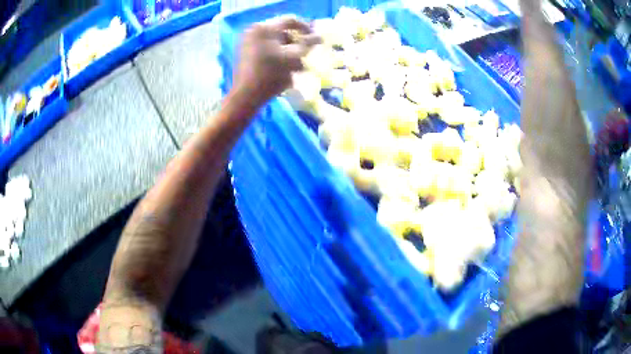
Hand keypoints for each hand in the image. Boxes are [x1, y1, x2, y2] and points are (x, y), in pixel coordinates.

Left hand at [234, 16, 320, 106]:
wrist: (246, 96)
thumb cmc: (271, 75)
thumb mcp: (293, 58)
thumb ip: (308, 44)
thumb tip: (320, 36)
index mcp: (264, 28)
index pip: (290, 20)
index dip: (306, 28)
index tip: (315, 39)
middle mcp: (255, 31)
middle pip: (283, 32)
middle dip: (296, 43)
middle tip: (306, 54)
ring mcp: (248, 42)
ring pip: (276, 42)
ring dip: (289, 51)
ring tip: (297, 67)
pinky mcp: (246, 53)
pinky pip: (267, 49)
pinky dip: (278, 56)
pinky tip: (285, 69)